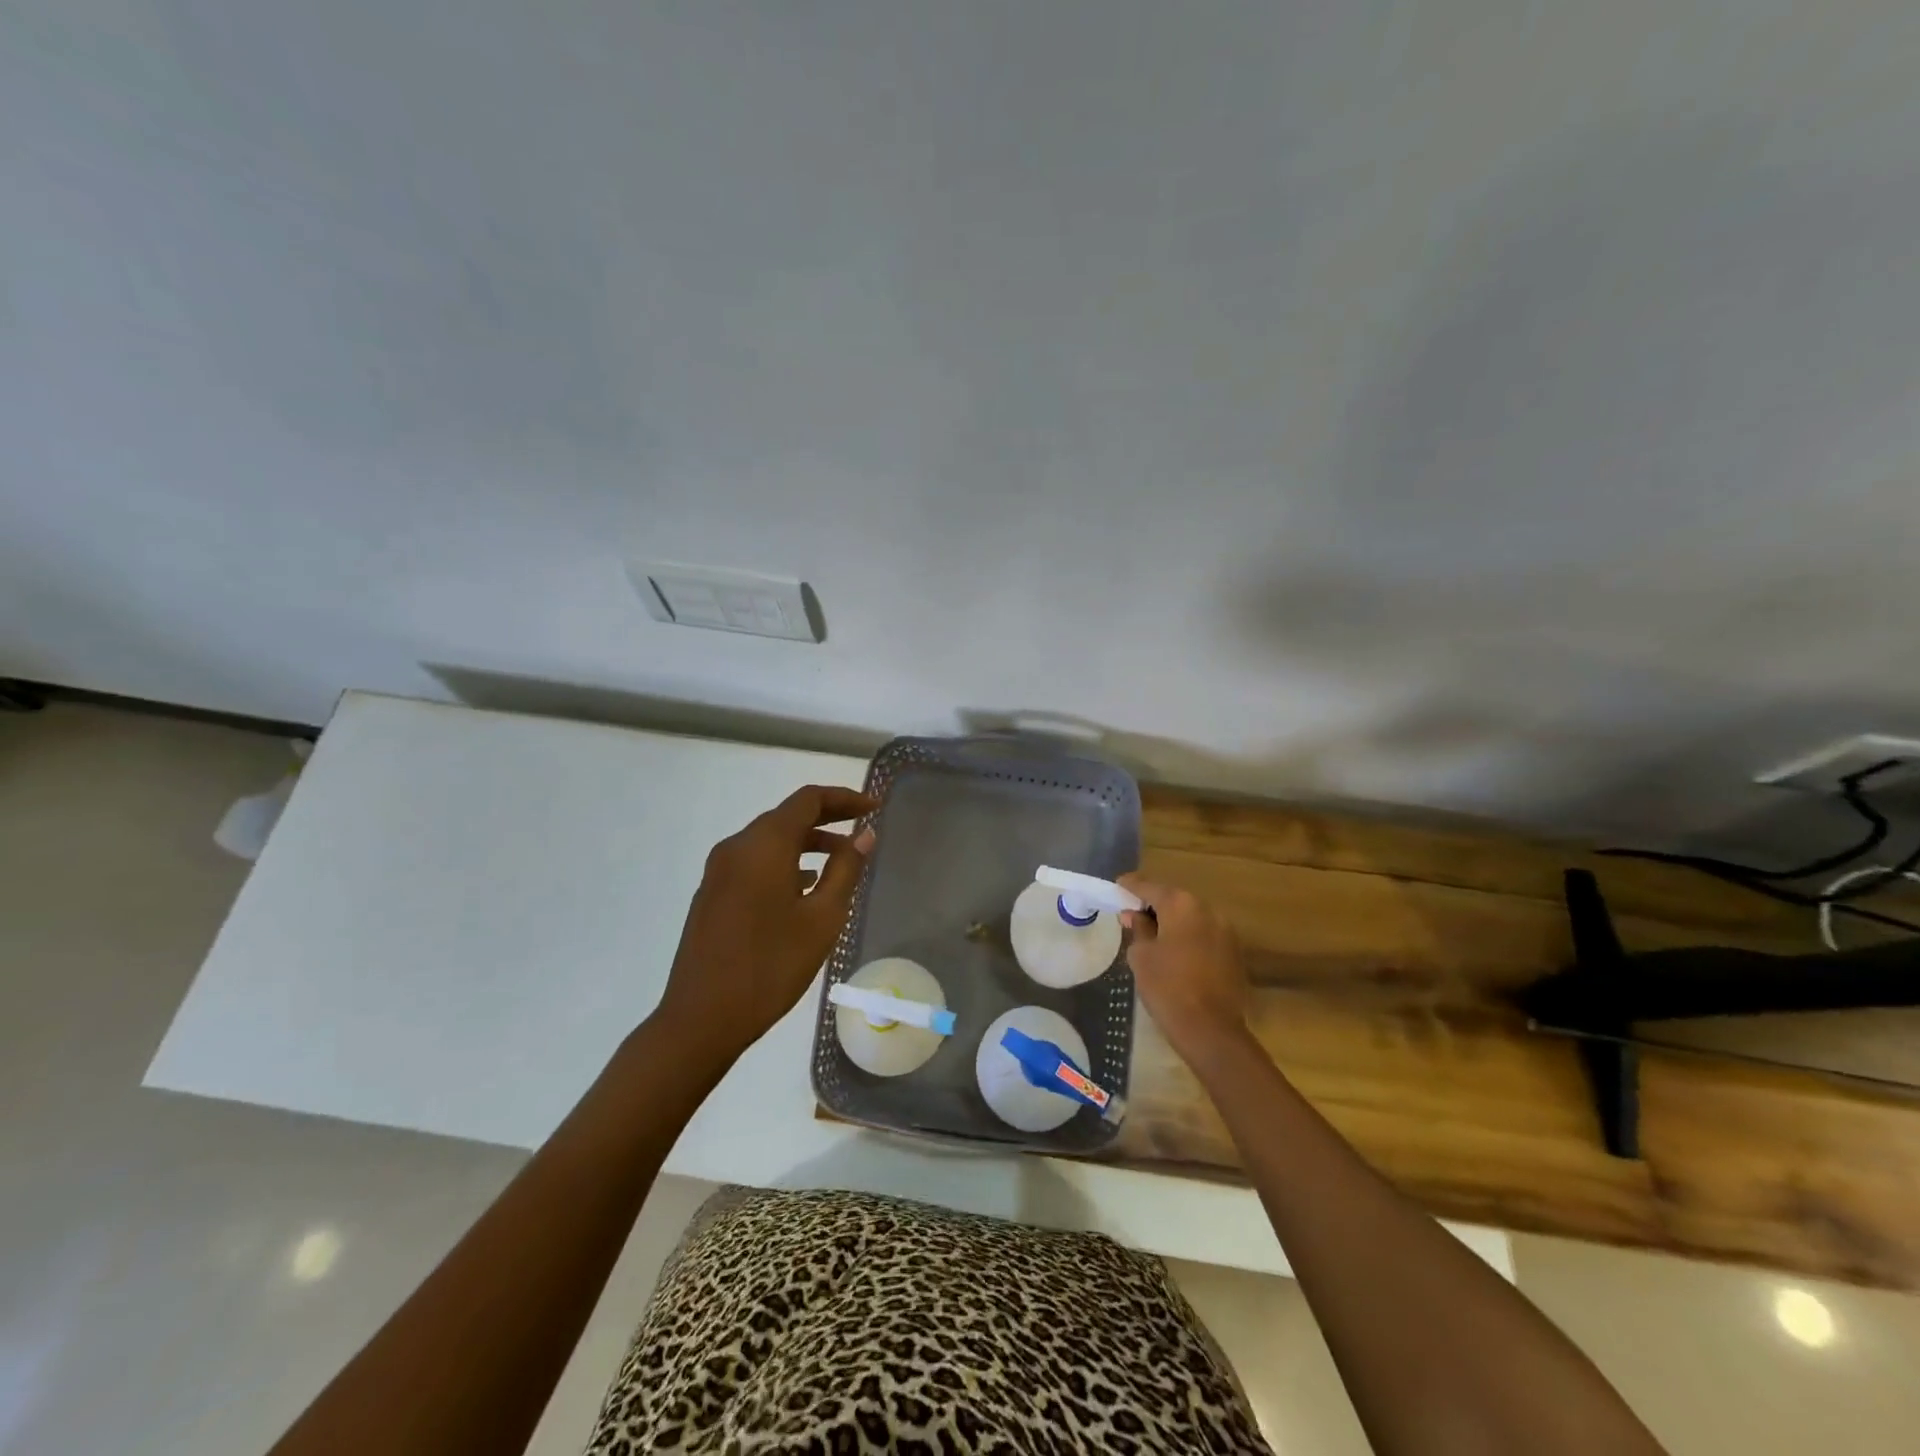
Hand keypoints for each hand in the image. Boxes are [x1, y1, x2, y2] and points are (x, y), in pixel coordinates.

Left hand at [655, 785, 877, 1063]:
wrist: (701, 1019)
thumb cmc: (770, 967)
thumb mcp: (822, 919)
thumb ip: (845, 870)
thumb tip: (864, 835)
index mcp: (764, 845)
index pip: (808, 800)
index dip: (843, 798)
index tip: (873, 807)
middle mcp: (736, 847)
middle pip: (786, 816)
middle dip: (826, 818)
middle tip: (863, 827)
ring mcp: (718, 871)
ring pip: (769, 840)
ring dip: (806, 842)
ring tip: (842, 860)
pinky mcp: (712, 894)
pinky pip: (754, 862)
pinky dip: (784, 861)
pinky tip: (805, 886)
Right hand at [1118, 874, 1250, 1062]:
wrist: (1211, 1030)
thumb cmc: (1167, 987)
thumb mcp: (1141, 956)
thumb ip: (1138, 928)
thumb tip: (1134, 915)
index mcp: (1181, 905)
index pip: (1149, 887)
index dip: (1131, 886)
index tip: (1118, 886)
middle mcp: (1207, 909)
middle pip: (1174, 899)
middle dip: (1153, 904)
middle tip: (1132, 913)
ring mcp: (1225, 930)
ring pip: (1191, 916)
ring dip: (1173, 921)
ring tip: (1153, 933)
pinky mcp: (1234, 951)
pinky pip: (1205, 933)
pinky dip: (1189, 936)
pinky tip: (1175, 951)